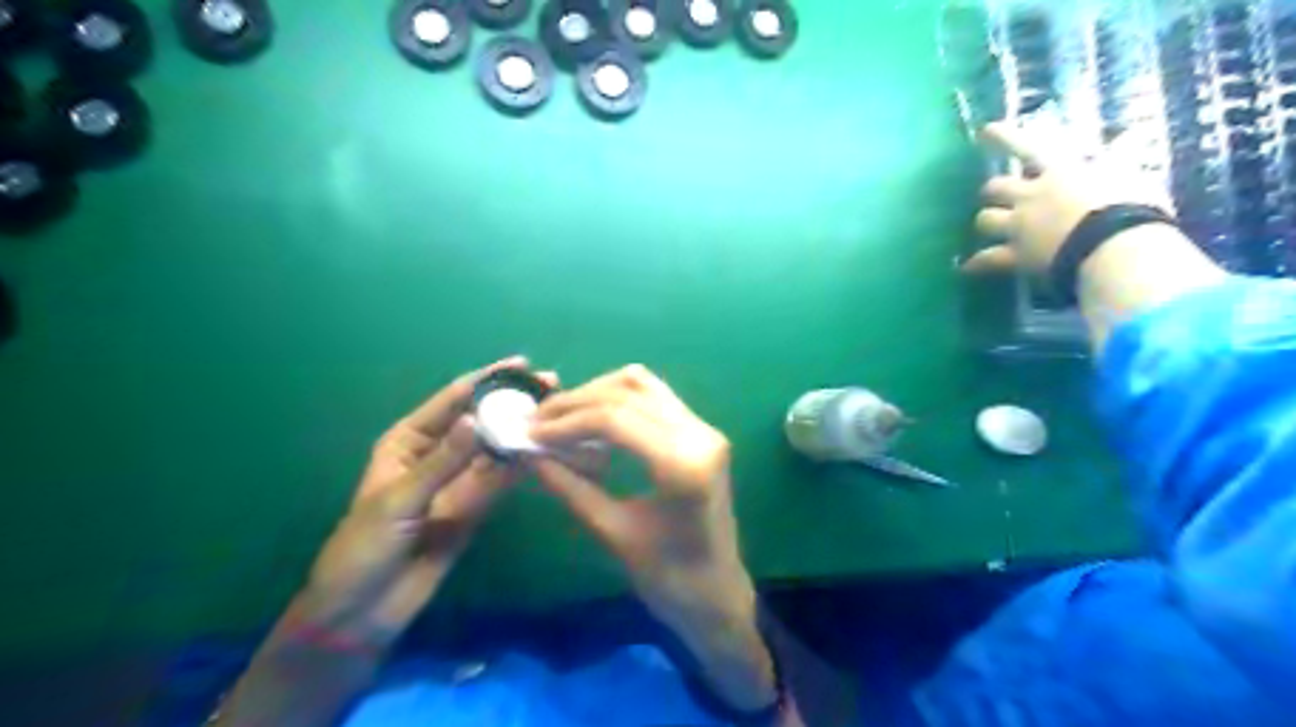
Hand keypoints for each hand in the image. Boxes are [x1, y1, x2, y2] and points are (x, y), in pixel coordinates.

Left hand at [298, 358, 549, 646]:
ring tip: (558, 413)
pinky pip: (501, 480)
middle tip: (552, 386)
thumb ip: (442, 462)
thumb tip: (477, 420)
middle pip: (481, 419)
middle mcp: (438, 453)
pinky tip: (545, 450)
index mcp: (409, 440)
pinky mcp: (475, 506)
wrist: (362, 609)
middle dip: (513, 402)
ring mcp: (459, 480)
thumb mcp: (399, 500)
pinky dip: (522, 465)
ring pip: (496, 448)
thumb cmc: (364, 546)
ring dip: (523, 431)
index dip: (487, 380)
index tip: (521, 365)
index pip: (453, 399)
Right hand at [525, 365, 779, 710]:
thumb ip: (570, 488)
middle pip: (627, 393)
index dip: (566, 421)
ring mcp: (705, 429)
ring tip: (560, 416)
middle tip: (537, 421)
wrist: (718, 594)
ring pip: (642, 384)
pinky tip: (592, 418)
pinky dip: (618, 398)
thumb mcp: (613, 534)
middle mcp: (700, 434)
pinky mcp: (701, 431)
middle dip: (576, 402)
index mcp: (683, 464)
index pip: (615, 419)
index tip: (529, 433)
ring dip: (597, 392)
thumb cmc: (669, 579)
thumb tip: (528, 454)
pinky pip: (654, 397)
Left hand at [968, 123, 1169, 274]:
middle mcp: (1031, 196)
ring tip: (989, 227)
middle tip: (995, 194)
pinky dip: (976, 264)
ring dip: (986, 221)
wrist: (1114, 246)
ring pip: (985, 219)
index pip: (1028, 148)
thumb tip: (1130, 136)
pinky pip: (986, 260)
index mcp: (1060, 172)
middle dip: (993, 191)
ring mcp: (1019, 227)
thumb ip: (1123, 157)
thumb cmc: (1133, 207)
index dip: (1005, 138)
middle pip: (995, 188)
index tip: (984, 130)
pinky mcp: (1015, 255)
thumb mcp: (1132, 174)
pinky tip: (967, 268)